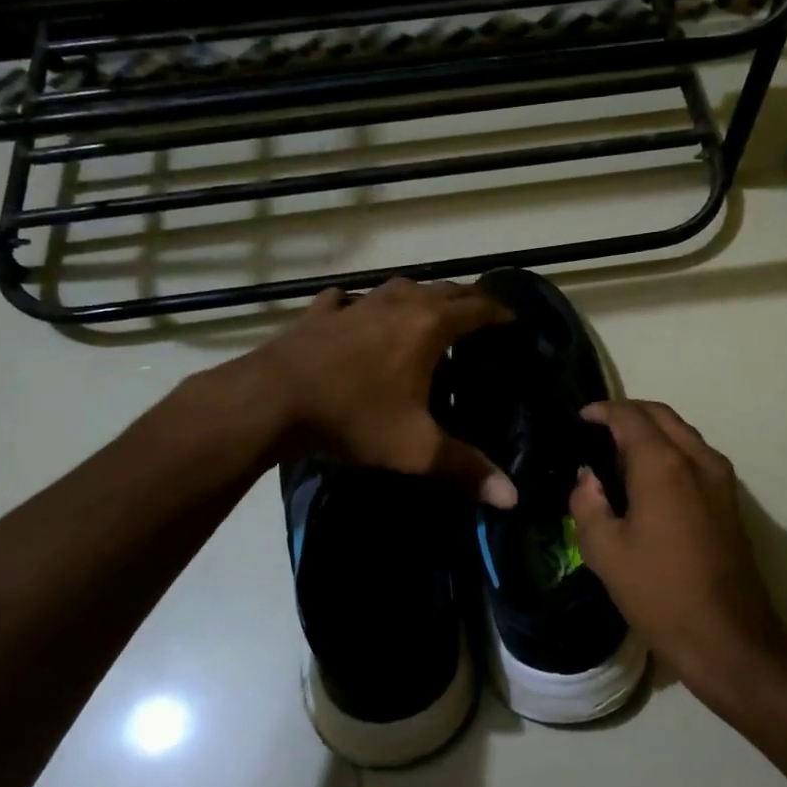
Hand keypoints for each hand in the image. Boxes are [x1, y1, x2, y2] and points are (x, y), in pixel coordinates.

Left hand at [254, 277, 517, 507]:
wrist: (271, 401)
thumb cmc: (353, 417)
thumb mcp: (415, 449)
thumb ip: (466, 469)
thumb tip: (514, 498)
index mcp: (428, 328)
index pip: (477, 309)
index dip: (501, 312)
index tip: (516, 321)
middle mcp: (397, 305)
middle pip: (444, 290)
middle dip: (467, 299)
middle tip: (482, 316)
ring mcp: (356, 305)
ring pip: (398, 287)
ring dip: (420, 295)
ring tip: (428, 311)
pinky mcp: (320, 314)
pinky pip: (349, 299)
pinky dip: (362, 303)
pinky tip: (356, 311)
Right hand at [571, 400, 786, 697]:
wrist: (728, 638)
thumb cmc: (660, 594)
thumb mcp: (605, 552)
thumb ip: (587, 504)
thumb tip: (588, 478)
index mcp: (664, 466)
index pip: (630, 417)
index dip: (602, 411)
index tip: (581, 416)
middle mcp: (697, 459)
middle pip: (662, 415)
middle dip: (629, 412)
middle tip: (599, 426)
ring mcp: (721, 478)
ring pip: (683, 432)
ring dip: (652, 429)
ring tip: (620, 448)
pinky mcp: (731, 499)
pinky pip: (696, 454)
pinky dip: (670, 448)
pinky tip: (649, 475)